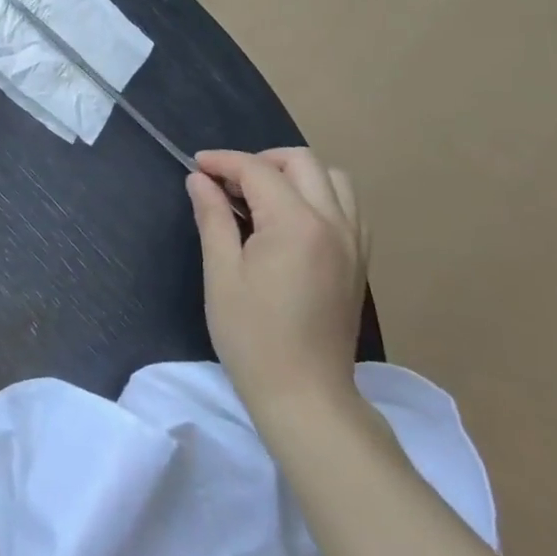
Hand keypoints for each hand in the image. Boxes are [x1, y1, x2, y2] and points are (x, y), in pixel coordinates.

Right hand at [187, 148, 367, 433]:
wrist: (305, 395)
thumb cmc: (253, 336)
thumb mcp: (221, 273)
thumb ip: (213, 217)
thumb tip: (199, 179)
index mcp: (296, 224)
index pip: (257, 170)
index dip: (223, 162)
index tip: (196, 166)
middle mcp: (333, 222)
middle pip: (301, 161)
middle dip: (260, 160)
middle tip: (228, 183)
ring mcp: (354, 241)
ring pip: (332, 178)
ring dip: (295, 175)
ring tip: (263, 197)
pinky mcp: (360, 260)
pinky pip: (348, 206)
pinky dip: (320, 196)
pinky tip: (293, 219)